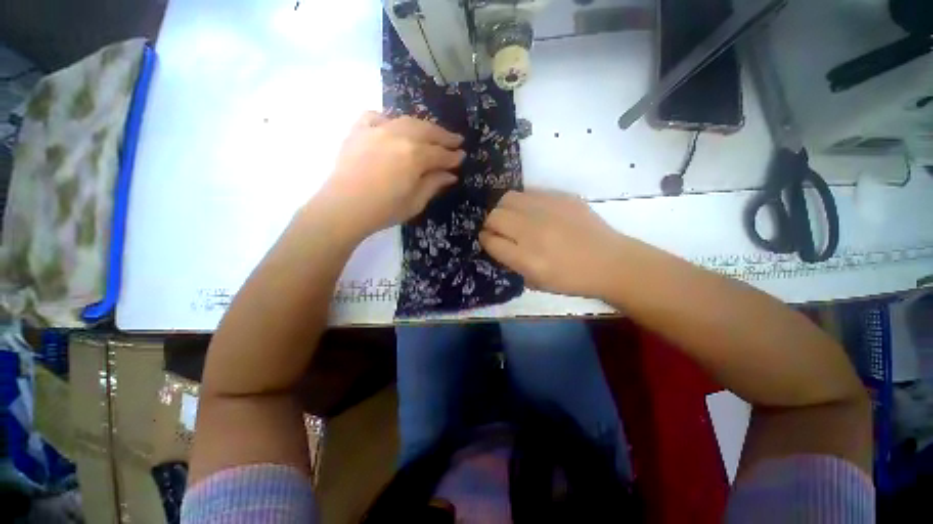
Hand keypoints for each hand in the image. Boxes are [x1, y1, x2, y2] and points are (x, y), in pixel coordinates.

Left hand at [316, 112, 465, 238]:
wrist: (343, 208)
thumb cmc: (384, 210)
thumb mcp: (415, 202)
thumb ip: (434, 184)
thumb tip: (450, 175)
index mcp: (415, 156)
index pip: (440, 154)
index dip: (453, 156)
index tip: (462, 156)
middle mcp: (399, 135)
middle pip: (427, 131)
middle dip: (444, 136)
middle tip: (456, 140)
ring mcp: (377, 129)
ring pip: (406, 120)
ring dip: (423, 126)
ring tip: (431, 132)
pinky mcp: (359, 130)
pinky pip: (376, 116)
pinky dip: (389, 119)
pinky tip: (393, 126)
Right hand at [480, 190, 624, 298]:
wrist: (610, 262)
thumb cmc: (571, 279)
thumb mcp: (536, 282)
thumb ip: (511, 263)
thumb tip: (497, 244)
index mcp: (526, 258)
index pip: (490, 241)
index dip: (485, 240)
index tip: (488, 240)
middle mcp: (532, 231)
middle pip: (494, 216)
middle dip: (490, 223)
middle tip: (499, 229)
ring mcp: (547, 210)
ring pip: (508, 198)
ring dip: (504, 209)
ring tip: (514, 217)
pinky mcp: (561, 197)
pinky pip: (530, 192)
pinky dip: (524, 202)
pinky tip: (533, 211)